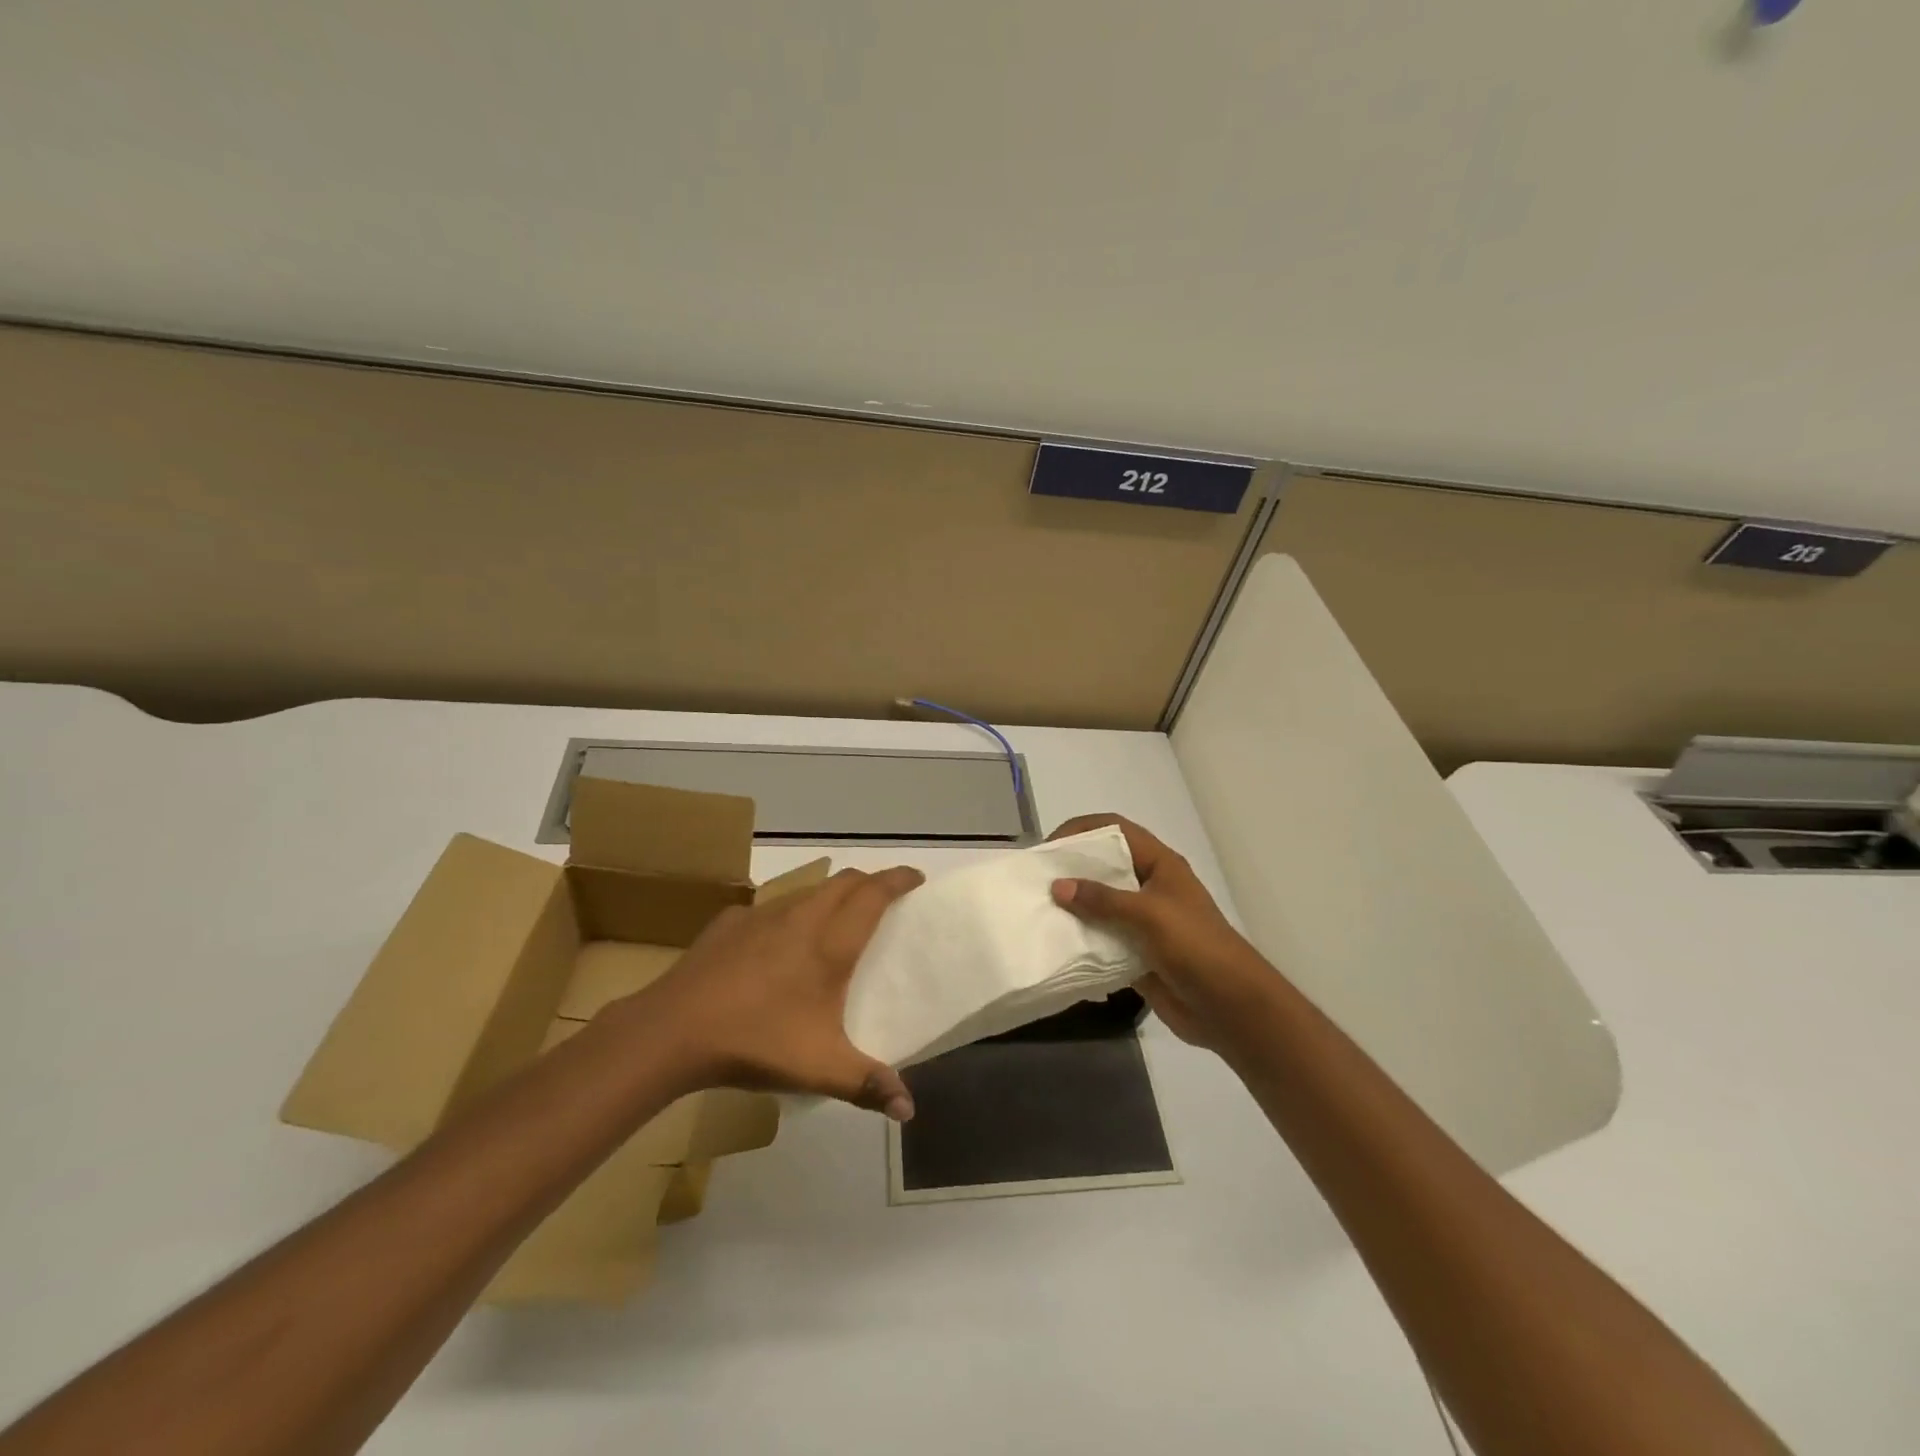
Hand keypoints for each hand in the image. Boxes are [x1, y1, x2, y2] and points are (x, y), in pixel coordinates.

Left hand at [609, 866, 923, 1119]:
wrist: (674, 1030)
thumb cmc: (757, 1041)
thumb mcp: (820, 1069)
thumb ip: (868, 1084)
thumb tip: (908, 1110)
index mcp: (832, 942)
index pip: (874, 893)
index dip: (898, 879)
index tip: (916, 877)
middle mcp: (802, 916)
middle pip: (845, 881)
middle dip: (870, 881)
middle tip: (884, 897)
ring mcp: (762, 914)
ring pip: (808, 889)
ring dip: (831, 893)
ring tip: (836, 917)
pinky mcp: (730, 922)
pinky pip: (771, 906)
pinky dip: (789, 912)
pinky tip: (777, 941)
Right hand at [1047, 814, 1279, 1055]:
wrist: (1229, 1008)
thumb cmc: (1195, 947)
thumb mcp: (1148, 915)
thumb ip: (1102, 900)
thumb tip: (1058, 886)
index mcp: (1159, 865)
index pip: (1116, 830)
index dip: (1082, 830)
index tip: (1050, 847)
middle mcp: (1149, 887)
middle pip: (1104, 865)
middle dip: (1071, 869)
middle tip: (1036, 880)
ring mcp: (1143, 921)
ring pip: (1100, 904)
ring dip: (1073, 907)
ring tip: (1038, 910)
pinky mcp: (1136, 952)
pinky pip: (1102, 938)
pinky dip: (1081, 939)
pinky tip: (1056, 943)